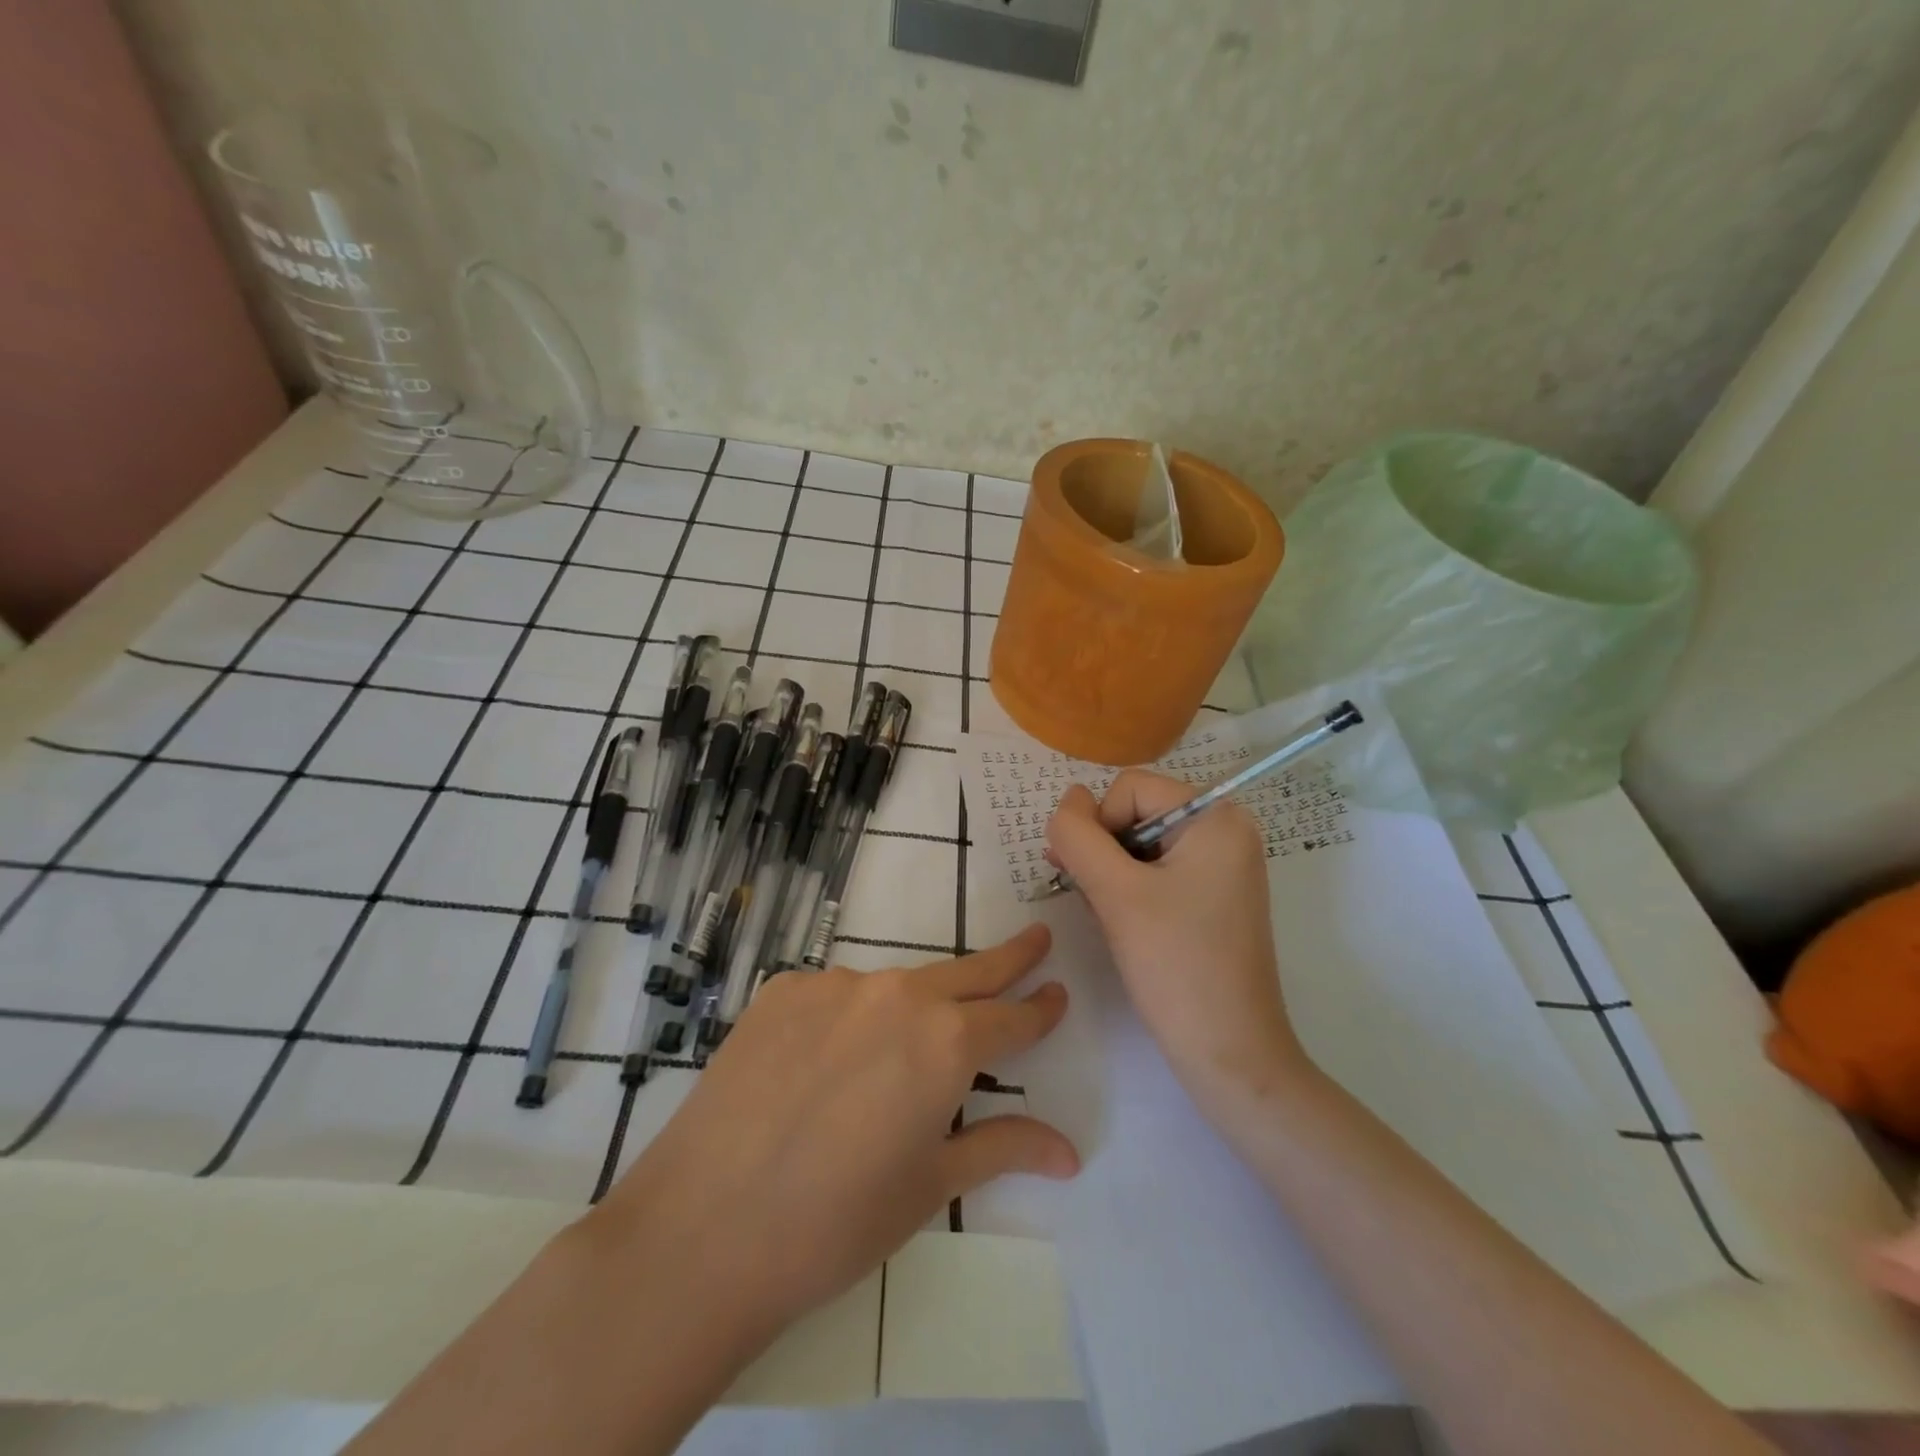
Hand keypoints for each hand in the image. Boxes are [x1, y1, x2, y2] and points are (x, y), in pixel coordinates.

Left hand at [586, 926, 1076, 1353]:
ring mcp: (835, 985)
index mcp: (946, 1043)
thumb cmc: (835, 1223)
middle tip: (1035, 938)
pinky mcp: (783, 990)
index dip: (1038, 1009)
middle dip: (1008, 958)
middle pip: (967, 972)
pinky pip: (834, 996)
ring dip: (913, 1007)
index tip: (1057, 993)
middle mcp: (898, 996)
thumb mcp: (929, 1186)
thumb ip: (1001, 1148)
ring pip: (894, 988)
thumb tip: (1070, 1152)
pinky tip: (822, 1066)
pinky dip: (847, 1019)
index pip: (1010, 1017)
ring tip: (894, 1058)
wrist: (704, 1228)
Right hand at [1046, 772, 1312, 1118]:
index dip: (1098, 826)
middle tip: (1092, 899)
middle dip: (1103, 851)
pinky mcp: (1214, 895)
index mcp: (1216, 816)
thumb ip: (1078, 836)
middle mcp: (1226, 830)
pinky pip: (1158, 870)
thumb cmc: (1176, 966)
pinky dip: (1130, 889)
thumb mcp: (1115, 893)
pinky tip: (1124, 924)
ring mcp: (1223, 864)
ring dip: (1112, 873)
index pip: (1129, 788)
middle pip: (1136, 812)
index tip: (1094, 880)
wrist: (1229, 1052)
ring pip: (1141, 844)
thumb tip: (1066, 800)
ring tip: (1109, 917)